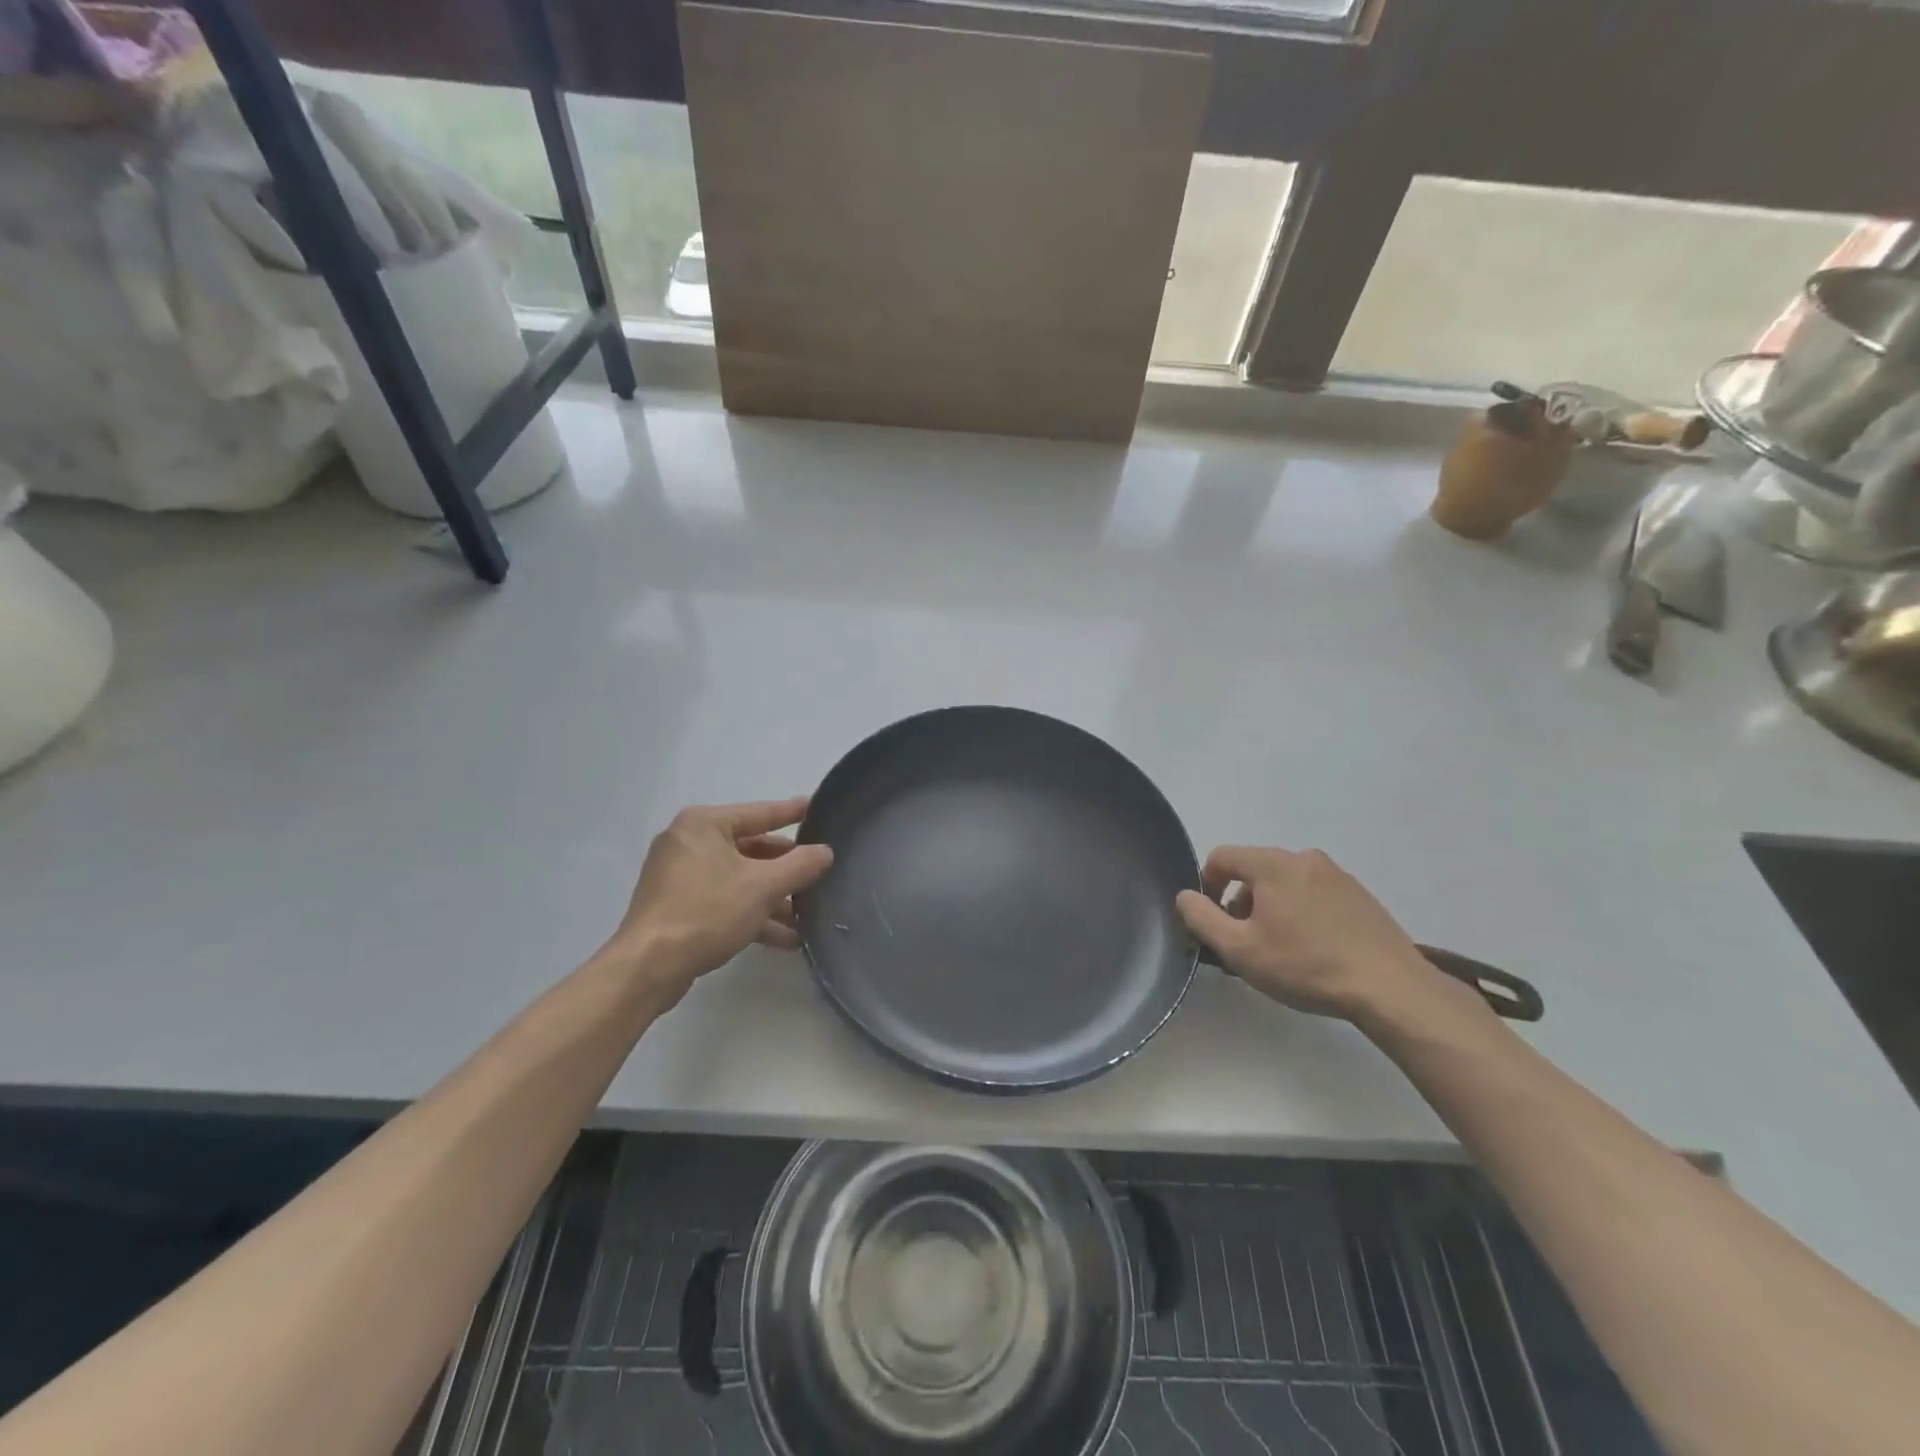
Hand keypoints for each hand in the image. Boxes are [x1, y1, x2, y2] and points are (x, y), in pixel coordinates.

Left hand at [608, 798, 833, 1006]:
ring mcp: (680, 876)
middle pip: (750, 848)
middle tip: (817, 873)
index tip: (816, 807)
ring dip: (773, 898)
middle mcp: (689, 842)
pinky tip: (784, 938)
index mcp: (704, 825)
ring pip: (739, 879)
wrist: (648, 967)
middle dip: (785, 869)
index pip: (759, 812)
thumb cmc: (707, 912)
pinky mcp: (677, 906)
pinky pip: (724, 900)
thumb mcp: (763, 887)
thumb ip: (800, 865)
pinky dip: (751, 914)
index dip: (791, 812)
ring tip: (807, 916)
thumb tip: (825, 852)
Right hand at [1176, 845, 1468, 1025]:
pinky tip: (1313, 951)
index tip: (1213, 922)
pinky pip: (1315, 894)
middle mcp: (1304, 858)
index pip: (1221, 857)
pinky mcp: (1361, 896)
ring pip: (1285, 883)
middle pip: (1254, 870)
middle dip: (1240, 902)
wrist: (1390, 988)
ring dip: (1271, 909)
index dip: (1206, 886)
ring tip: (1280, 951)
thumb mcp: (1239, 949)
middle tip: (1246, 942)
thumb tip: (1185, 897)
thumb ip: (1201, 918)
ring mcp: (1338, 875)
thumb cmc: (1305, 966)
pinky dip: (1302, 913)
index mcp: (1273, 864)